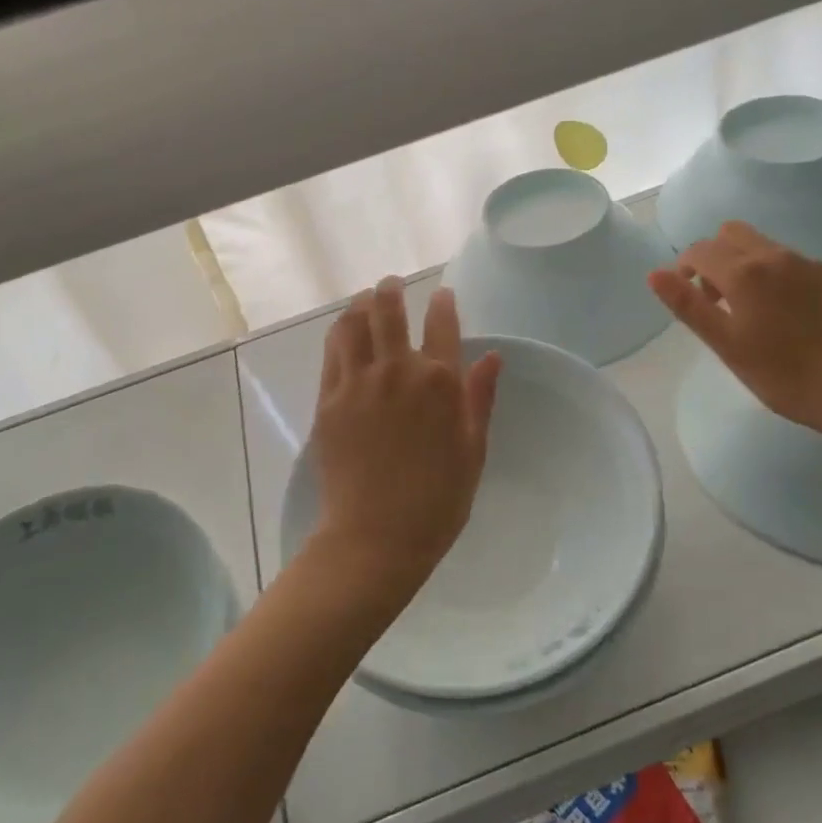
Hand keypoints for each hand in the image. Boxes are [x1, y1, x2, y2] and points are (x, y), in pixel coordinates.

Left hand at [310, 278, 502, 603]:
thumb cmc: (436, 502)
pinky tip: (343, 330)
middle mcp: (397, 370)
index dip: (443, 303)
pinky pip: (332, 351)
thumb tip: (492, 356)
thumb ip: (480, 398)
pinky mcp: (328, 399)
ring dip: (361, 304)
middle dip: (392, 290)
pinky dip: (339, 332)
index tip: (442, 296)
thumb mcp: (473, 451)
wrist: (374, 538)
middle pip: (389, 310)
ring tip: (365, 299)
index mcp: (439, 382)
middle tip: (392, 284)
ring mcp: (358, 382)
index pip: (441, 323)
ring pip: (354, 323)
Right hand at [647, 223, 821, 437]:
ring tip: (759, 312)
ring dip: (750, 266)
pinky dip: (784, 279)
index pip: (699, 250)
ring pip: (767, 247)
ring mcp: (813, 265)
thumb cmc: (786, 375)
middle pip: (732, 233)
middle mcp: (777, 257)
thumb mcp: (727, 345)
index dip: (685, 269)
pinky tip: (796, 318)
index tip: (692, 299)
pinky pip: (799, 265)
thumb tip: (655, 273)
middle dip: (716, 257)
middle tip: (720, 299)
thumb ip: (688, 305)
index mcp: (744, 272)